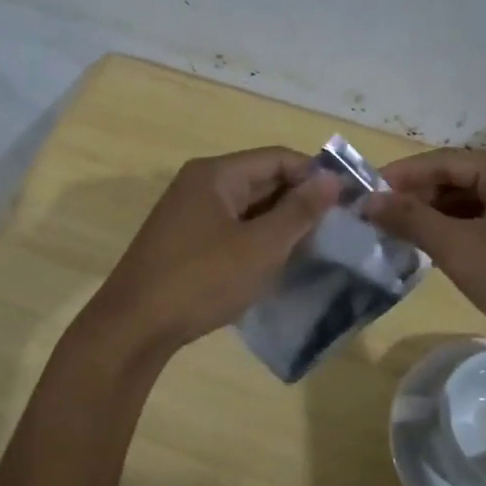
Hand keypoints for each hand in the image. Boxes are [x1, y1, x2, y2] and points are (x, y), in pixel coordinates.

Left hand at [82, 147, 340, 358]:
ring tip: (315, 247)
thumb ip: (299, 211)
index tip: (350, 201)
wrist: (134, 327)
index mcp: (217, 174)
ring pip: (247, 207)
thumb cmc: (202, 280)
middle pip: (262, 179)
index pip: (278, 158)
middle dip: (300, 201)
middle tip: (338, 228)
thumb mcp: (261, 246)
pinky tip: (277, 262)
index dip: (316, 175)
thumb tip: (332, 180)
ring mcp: (188, 214)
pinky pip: (231, 229)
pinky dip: (257, 240)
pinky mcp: (184, 242)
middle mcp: (200, 184)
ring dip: (280, 223)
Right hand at [365, 149, 485, 353]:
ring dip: (437, 216)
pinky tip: (438, 250)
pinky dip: (461, 231)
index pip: (441, 160)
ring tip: (398, 235)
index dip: (399, 176)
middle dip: (416, 197)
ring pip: (474, 202)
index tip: (361, 193)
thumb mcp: (462, 250)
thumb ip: (413, 220)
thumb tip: (369, 200)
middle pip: (458, 178)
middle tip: (376, 218)